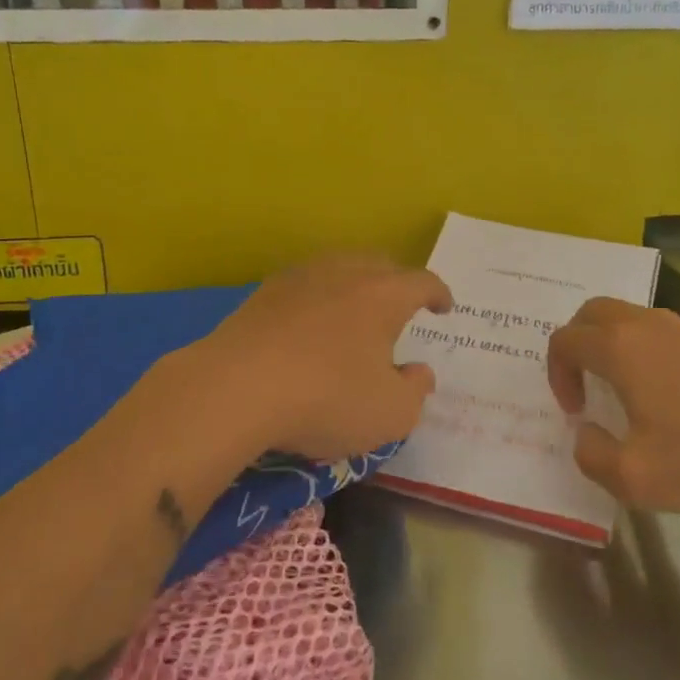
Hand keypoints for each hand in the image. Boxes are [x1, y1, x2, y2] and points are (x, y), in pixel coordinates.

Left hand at [195, 253, 452, 462]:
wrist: (234, 389)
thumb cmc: (326, 399)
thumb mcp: (389, 414)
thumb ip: (415, 392)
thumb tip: (420, 372)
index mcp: (383, 295)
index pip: (422, 282)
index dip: (438, 294)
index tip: (444, 308)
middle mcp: (344, 273)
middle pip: (380, 265)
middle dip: (397, 283)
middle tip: (401, 308)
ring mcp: (299, 278)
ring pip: (338, 268)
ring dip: (355, 286)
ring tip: (355, 312)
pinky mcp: (262, 294)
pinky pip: (304, 286)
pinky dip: (318, 299)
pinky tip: (310, 324)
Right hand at [546, 298, 679, 512]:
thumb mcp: (633, 477)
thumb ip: (591, 455)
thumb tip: (586, 433)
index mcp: (619, 348)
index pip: (565, 340)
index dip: (557, 373)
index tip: (575, 410)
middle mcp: (647, 325)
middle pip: (592, 312)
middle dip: (577, 343)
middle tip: (585, 384)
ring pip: (629, 316)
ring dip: (612, 344)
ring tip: (624, 389)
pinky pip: (661, 330)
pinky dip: (645, 349)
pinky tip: (667, 392)